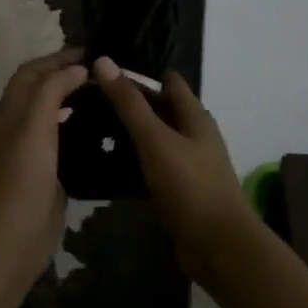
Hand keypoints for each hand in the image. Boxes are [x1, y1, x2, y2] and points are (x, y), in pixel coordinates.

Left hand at [0, 48, 87, 281]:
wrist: (10, 241)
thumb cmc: (20, 179)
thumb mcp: (33, 127)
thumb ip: (52, 92)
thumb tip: (77, 68)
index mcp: (11, 112)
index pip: (31, 72)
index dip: (57, 57)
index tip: (91, 51)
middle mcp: (20, 127)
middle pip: (42, 91)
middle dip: (68, 75)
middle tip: (105, 72)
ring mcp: (35, 153)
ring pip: (55, 116)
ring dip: (76, 101)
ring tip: (108, 94)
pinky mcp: (50, 175)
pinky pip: (67, 144)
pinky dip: (82, 130)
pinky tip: (105, 131)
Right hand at [90, 56, 253, 279]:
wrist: (218, 246)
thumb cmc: (189, 185)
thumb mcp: (155, 139)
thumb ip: (129, 103)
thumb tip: (104, 60)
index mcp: (194, 116)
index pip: (168, 81)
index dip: (139, 73)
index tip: (105, 70)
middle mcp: (194, 135)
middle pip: (160, 110)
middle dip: (129, 103)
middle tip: (88, 99)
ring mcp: (188, 164)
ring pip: (154, 140)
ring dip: (129, 135)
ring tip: (90, 129)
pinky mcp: (179, 191)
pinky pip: (152, 169)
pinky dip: (132, 165)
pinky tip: (105, 167)